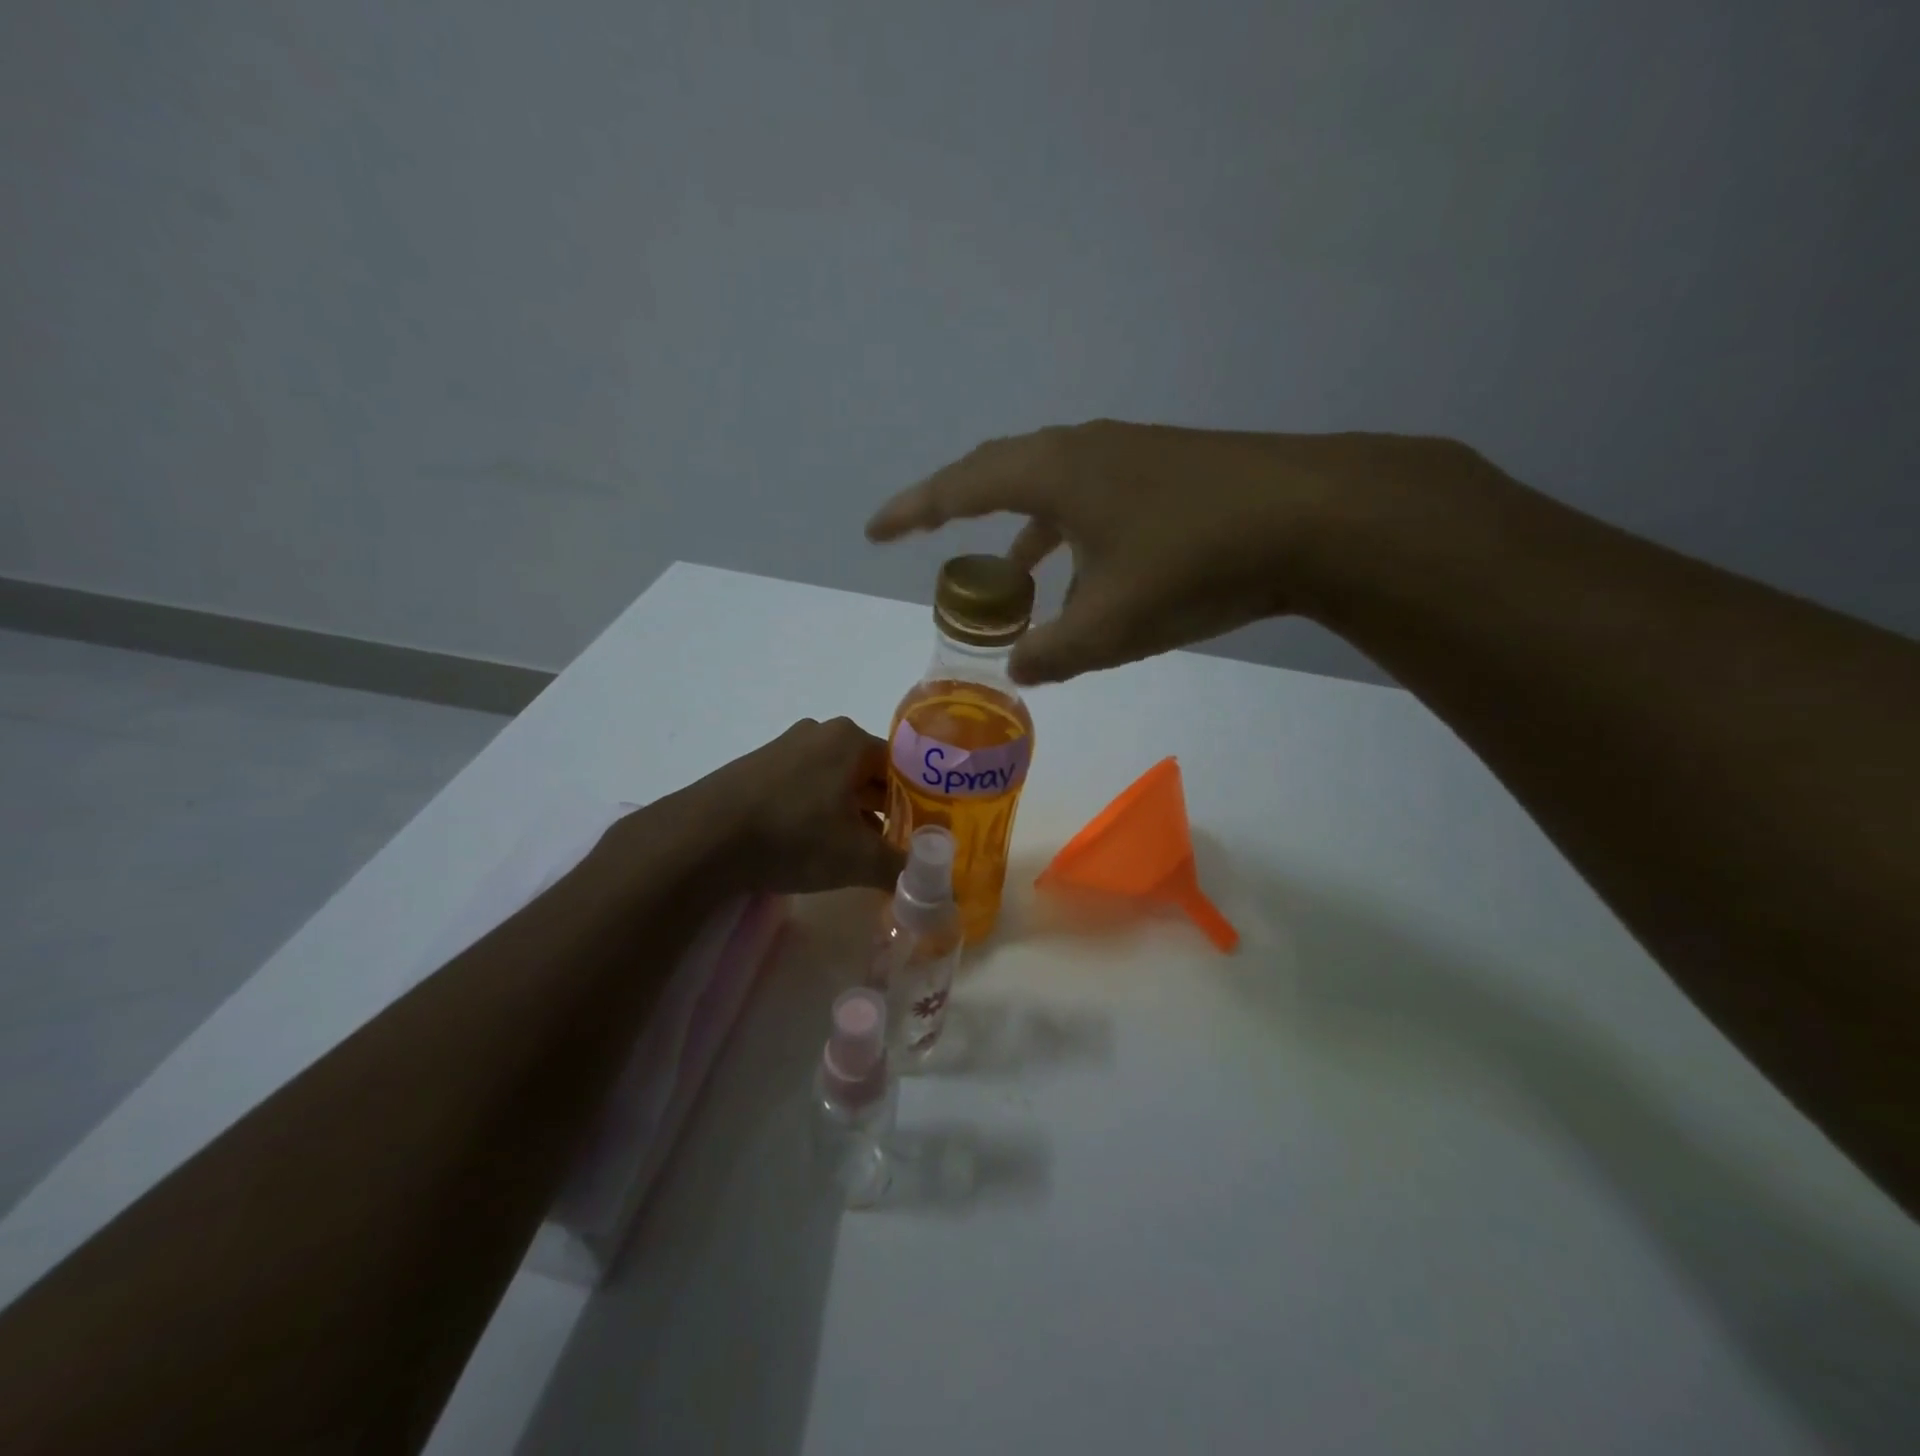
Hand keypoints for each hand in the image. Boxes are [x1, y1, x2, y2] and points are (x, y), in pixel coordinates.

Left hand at [700, 717, 904, 893]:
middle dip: (883, 812)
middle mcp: (820, 731)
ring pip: (835, 781)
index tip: (920, 837)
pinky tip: (811, 844)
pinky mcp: (757, 766)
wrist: (703, 839)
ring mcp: (785, 746)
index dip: (916, 805)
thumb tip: (933, 885)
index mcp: (851, 739)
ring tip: (853, 852)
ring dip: (850, 814)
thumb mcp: (857, 858)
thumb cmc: (793, 836)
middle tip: (891, 849)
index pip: (902, 768)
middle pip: (868, 773)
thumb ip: (902, 868)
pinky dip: (817, 811)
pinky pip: (804, 786)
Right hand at [867, 421, 1487, 683]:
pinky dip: (1071, 538)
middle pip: (1000, 474)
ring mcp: (1131, 455)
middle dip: (958, 510)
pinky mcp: (1168, 471)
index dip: (912, 511)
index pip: (961, 486)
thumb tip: (1018, 668)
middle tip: (926, 540)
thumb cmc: (1196, 564)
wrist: (1317, 517)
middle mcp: (1085, 449)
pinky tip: (1087, 578)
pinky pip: (1093, 500)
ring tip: (1010, 586)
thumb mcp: (1111, 625)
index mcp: (1055, 473)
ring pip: (1053, 490)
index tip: (875, 531)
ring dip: (1022, 535)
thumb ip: (1053, 652)